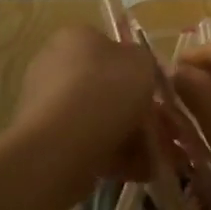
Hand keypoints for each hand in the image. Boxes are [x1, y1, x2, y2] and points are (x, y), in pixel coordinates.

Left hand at [7, 26, 157, 186]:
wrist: (62, 145)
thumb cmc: (106, 90)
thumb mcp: (142, 62)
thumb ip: (144, 61)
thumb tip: (137, 69)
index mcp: (74, 38)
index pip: (108, 46)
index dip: (136, 69)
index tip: (155, 91)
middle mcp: (54, 66)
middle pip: (105, 86)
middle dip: (136, 110)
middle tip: (164, 129)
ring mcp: (46, 106)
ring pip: (99, 119)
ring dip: (131, 136)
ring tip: (159, 156)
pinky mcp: (46, 141)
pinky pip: (88, 144)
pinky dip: (115, 156)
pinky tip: (141, 171)